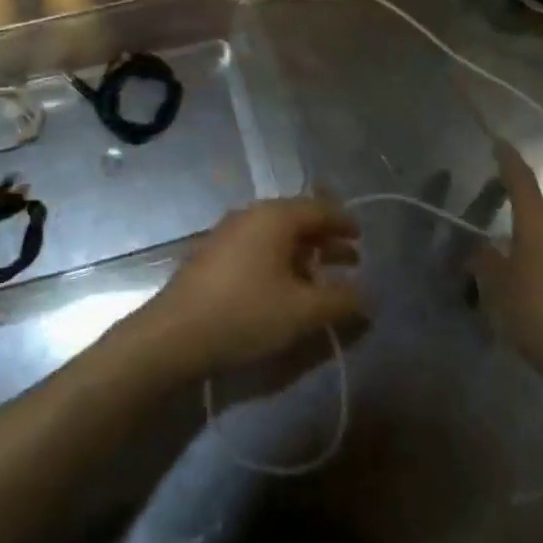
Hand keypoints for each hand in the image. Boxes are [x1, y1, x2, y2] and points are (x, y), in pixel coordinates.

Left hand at [129, 199, 363, 377]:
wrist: (174, 334)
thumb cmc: (246, 313)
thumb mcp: (302, 311)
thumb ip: (341, 300)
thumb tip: (368, 294)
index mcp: (275, 216)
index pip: (319, 208)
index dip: (344, 222)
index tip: (361, 236)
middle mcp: (251, 215)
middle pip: (297, 220)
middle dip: (325, 241)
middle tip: (351, 260)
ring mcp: (228, 233)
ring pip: (276, 236)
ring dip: (303, 255)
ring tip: (323, 279)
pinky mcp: (213, 255)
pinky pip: (257, 248)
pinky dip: (280, 262)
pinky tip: (286, 289)